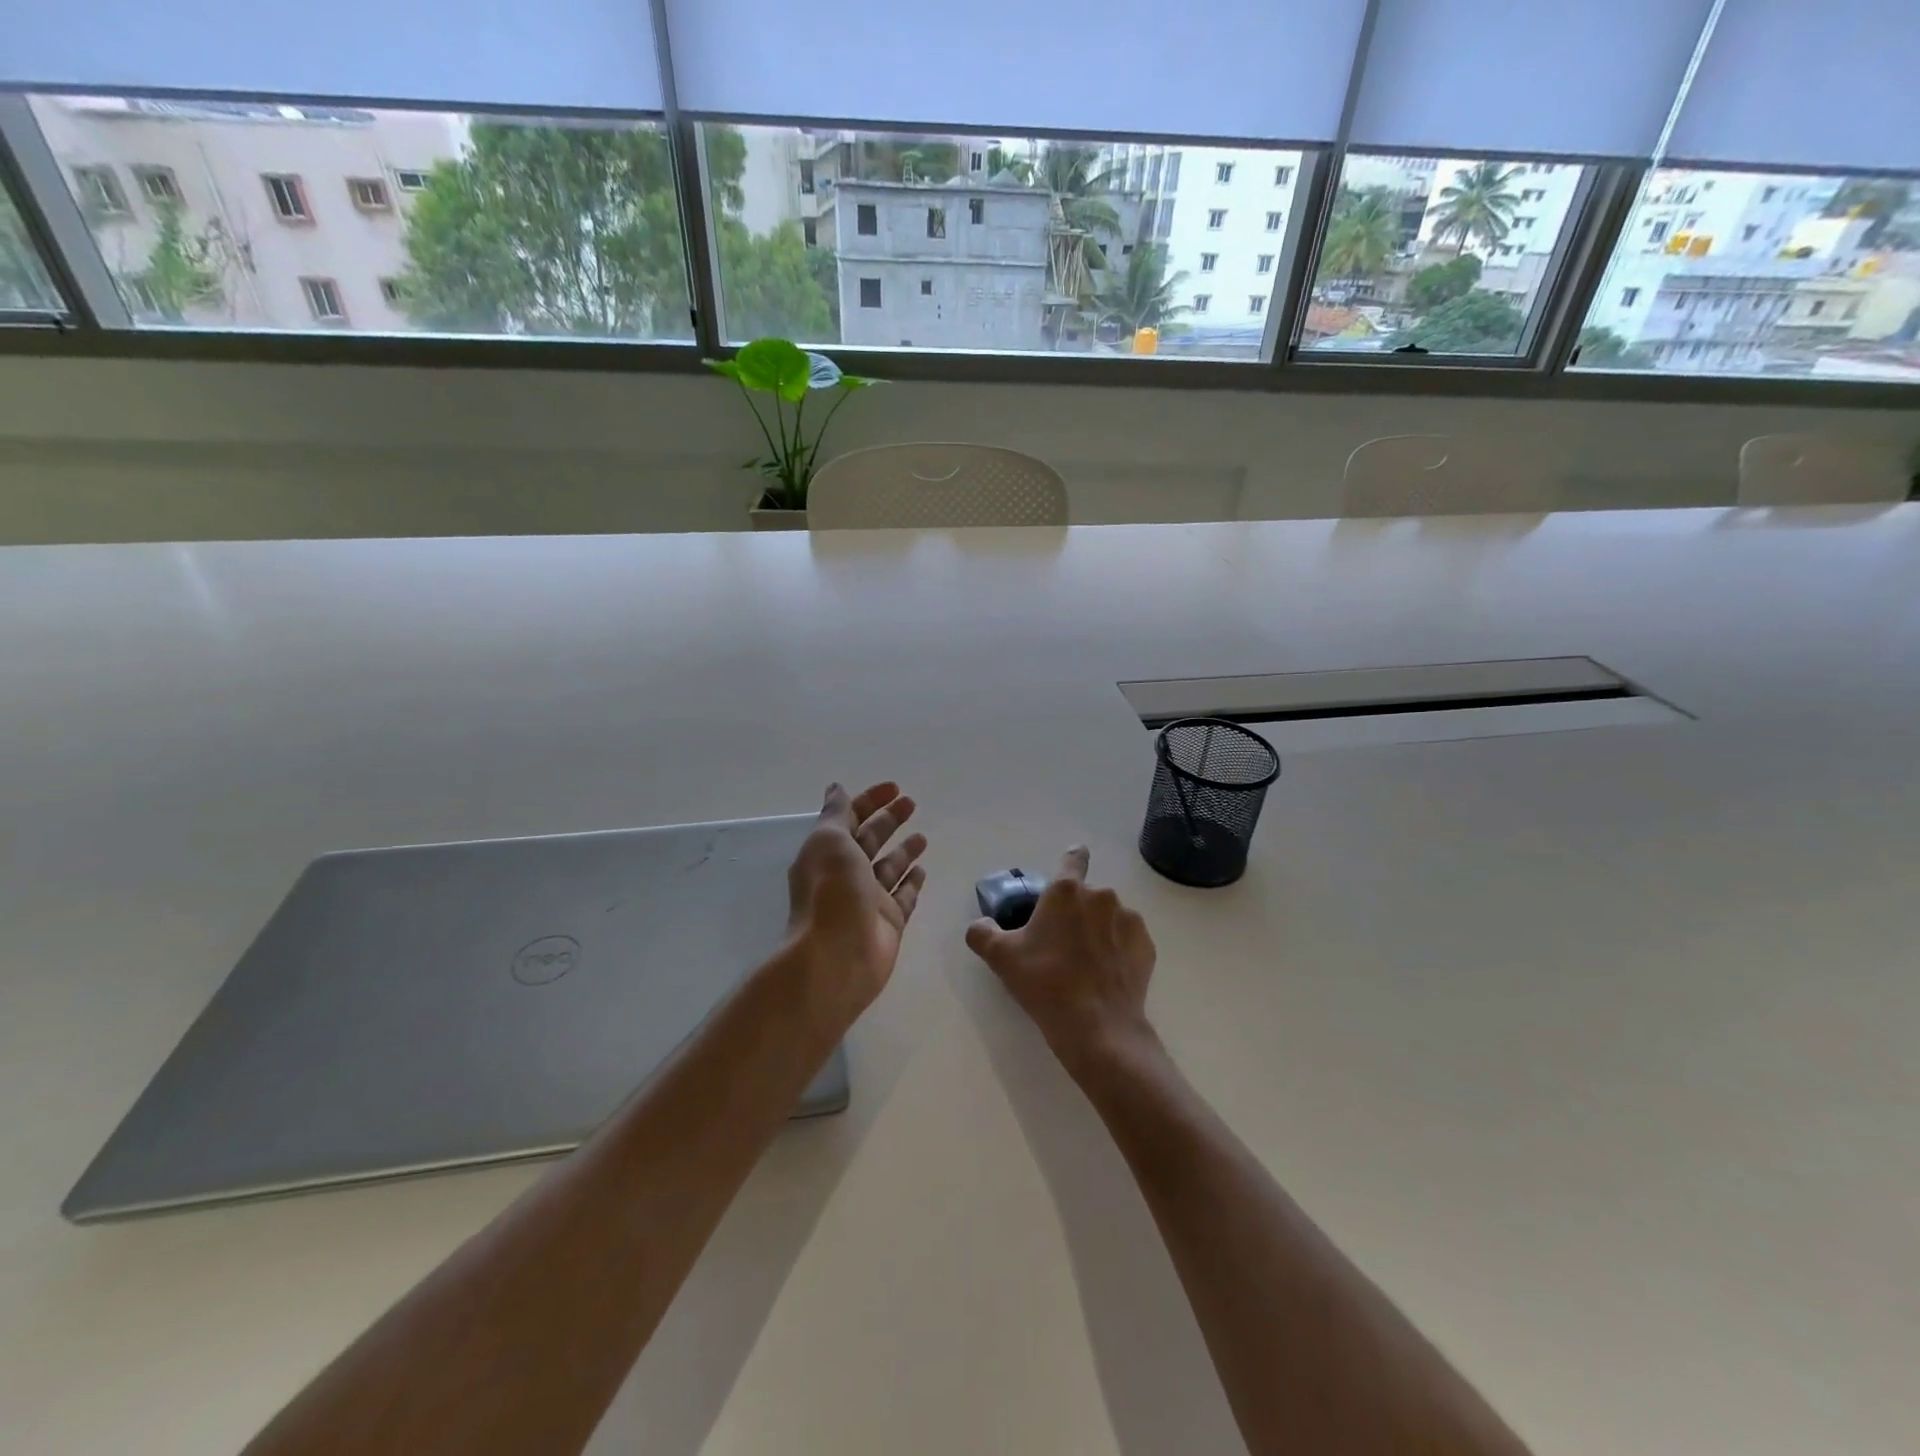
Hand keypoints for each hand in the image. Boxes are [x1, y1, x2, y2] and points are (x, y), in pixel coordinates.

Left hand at [785, 782, 927, 1025]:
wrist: (837, 957)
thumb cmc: (831, 892)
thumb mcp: (829, 841)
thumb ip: (837, 814)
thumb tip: (836, 788)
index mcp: (827, 853)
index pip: (850, 818)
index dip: (870, 801)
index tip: (894, 787)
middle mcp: (846, 874)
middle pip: (870, 840)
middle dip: (889, 820)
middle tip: (912, 803)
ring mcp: (868, 900)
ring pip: (889, 867)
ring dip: (903, 850)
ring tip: (922, 836)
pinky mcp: (889, 921)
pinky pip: (903, 895)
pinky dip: (912, 881)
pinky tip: (923, 869)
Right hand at [965, 846, 1157, 1078]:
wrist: (1097, 1027)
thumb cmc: (1045, 983)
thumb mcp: (1001, 958)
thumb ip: (982, 933)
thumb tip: (979, 925)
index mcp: (1066, 891)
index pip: (1073, 859)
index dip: (1072, 860)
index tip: (1070, 868)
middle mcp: (1101, 896)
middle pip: (1087, 896)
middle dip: (1076, 913)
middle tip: (1061, 945)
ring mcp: (1128, 920)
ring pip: (1109, 918)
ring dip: (1098, 931)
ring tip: (1085, 965)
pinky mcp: (1146, 946)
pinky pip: (1127, 940)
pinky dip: (1118, 951)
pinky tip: (1106, 975)